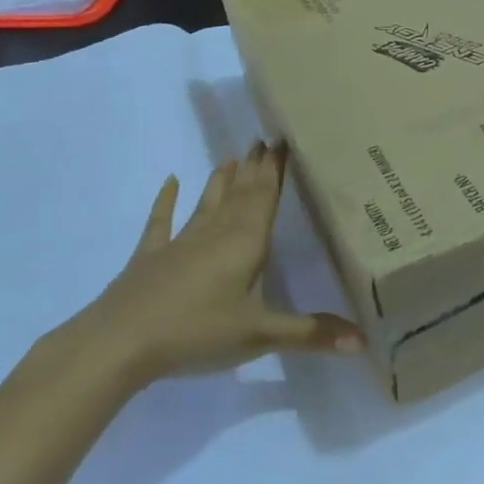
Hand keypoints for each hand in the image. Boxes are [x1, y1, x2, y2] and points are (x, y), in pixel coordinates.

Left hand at [71, 142, 363, 387]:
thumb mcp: (260, 335)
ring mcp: (181, 242)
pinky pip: (161, 223)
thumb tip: (365, 341)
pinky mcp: (151, 257)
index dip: (276, 169)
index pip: (267, 196)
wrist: (119, 343)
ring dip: (222, 179)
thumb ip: (311, 333)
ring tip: (233, 156)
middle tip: (265, 140)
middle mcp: (217, 231)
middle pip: (241, 192)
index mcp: (247, 241)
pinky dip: (166, 202)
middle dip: (255, 168)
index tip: (284, 140)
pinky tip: (170, 182)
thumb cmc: (197, 331)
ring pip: (209, 202)